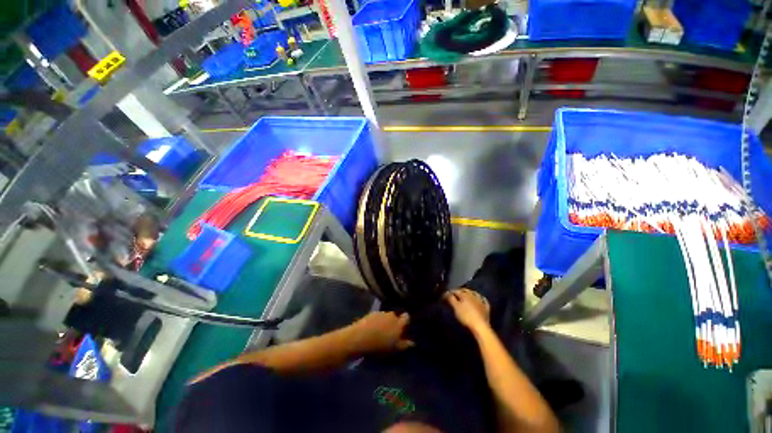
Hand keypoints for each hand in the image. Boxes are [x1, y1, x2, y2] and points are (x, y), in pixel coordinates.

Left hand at [349, 311, 414, 353]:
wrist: (359, 338)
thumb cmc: (379, 346)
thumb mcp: (394, 349)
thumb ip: (404, 344)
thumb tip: (413, 342)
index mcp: (399, 323)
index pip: (407, 317)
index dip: (405, 322)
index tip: (403, 329)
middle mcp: (391, 315)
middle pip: (396, 316)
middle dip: (394, 322)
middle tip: (390, 333)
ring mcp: (381, 313)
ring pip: (386, 316)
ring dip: (385, 322)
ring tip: (380, 331)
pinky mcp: (371, 313)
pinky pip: (377, 316)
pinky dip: (377, 321)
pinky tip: (372, 329)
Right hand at [444, 288, 489, 329]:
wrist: (480, 326)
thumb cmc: (466, 316)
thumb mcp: (455, 307)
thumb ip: (451, 299)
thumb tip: (447, 293)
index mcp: (465, 294)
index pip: (455, 291)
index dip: (449, 293)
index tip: (444, 296)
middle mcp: (473, 295)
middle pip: (464, 290)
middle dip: (459, 291)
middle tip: (453, 294)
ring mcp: (480, 301)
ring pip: (474, 293)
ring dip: (469, 293)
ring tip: (465, 295)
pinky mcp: (485, 308)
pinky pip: (483, 300)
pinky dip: (480, 298)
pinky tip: (479, 299)